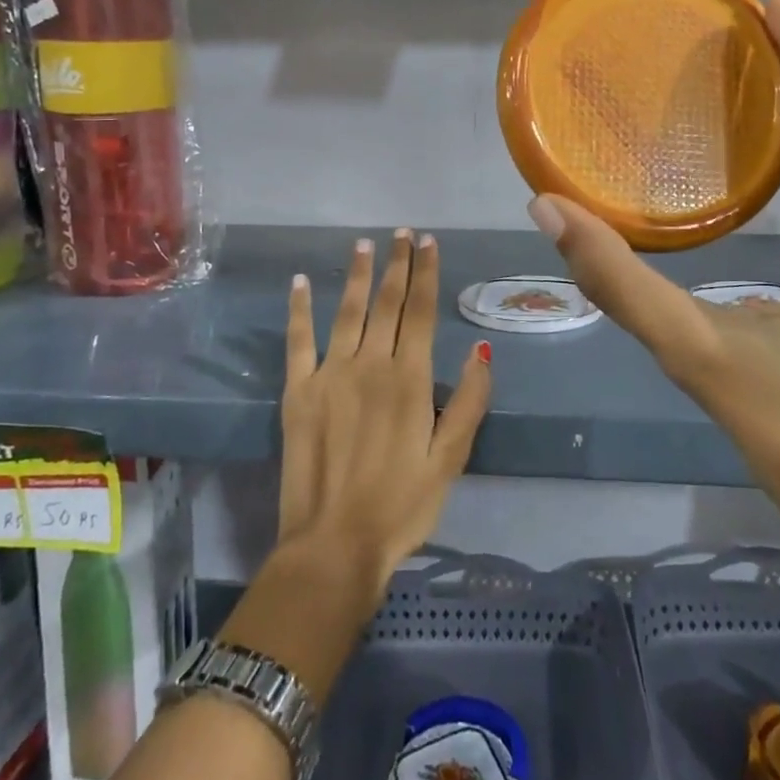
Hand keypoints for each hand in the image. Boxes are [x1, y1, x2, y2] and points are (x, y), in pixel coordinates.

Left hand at [275, 230, 492, 605]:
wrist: (333, 546)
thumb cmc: (401, 506)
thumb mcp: (450, 460)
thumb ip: (468, 402)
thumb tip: (483, 351)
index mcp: (410, 380)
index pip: (422, 312)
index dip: (426, 273)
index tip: (428, 242)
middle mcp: (371, 365)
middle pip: (387, 303)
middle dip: (397, 265)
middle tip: (402, 233)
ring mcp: (330, 375)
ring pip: (347, 312)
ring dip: (356, 275)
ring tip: (363, 244)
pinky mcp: (297, 393)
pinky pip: (298, 341)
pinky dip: (298, 310)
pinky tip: (298, 283)